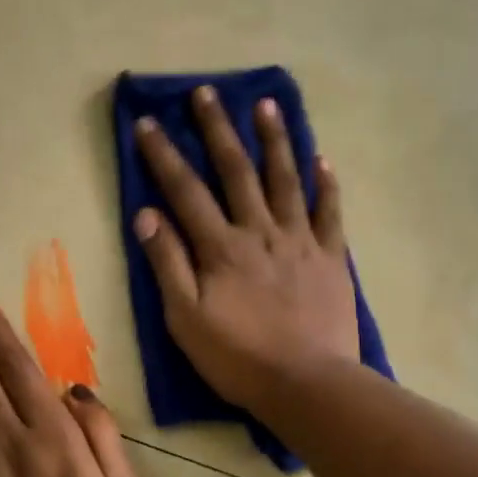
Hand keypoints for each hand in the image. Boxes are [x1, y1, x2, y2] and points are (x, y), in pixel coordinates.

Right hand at [132, 85, 359, 409]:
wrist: (307, 384)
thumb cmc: (238, 357)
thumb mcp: (185, 318)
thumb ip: (167, 263)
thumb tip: (146, 213)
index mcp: (221, 247)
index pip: (185, 191)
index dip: (164, 155)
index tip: (147, 123)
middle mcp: (260, 231)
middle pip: (236, 170)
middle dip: (217, 129)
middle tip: (206, 92)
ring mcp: (300, 241)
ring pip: (285, 179)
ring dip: (274, 140)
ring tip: (267, 105)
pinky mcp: (331, 258)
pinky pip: (329, 213)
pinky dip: (325, 185)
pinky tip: (322, 160)